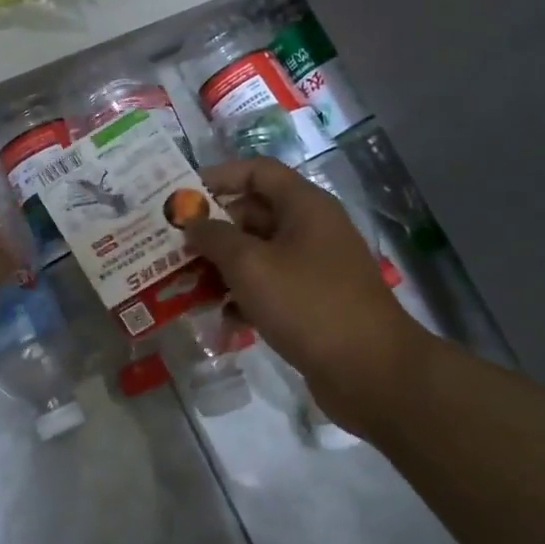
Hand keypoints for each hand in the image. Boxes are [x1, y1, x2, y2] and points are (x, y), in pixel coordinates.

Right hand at [183, 159, 432, 436]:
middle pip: (253, 214)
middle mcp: (310, 230)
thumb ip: (214, 238)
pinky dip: (244, 298)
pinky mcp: (312, 303)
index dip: (219, 177)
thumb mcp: (250, 265)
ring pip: (257, 255)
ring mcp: (313, 268)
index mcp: (304, 206)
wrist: (371, 372)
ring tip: (186, 286)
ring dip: (222, 268)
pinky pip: (269, 288)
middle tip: (173, 247)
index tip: (182, 198)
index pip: (257, 172)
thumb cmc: (308, 304)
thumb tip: (192, 224)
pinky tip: (221, 319)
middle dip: (212, 231)